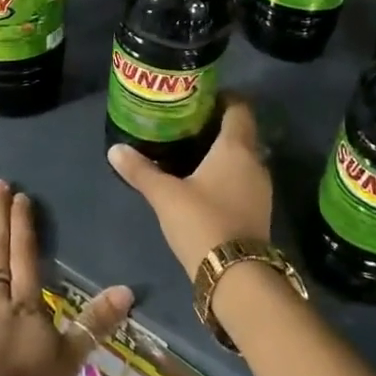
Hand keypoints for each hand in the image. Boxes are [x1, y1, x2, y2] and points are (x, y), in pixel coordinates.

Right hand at [108, 99, 271, 279]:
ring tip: (192, 153)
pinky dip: (228, 176)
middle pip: (241, 133)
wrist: (237, 277)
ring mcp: (261, 189)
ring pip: (243, 158)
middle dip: (217, 126)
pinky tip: (205, 184)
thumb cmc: (203, 222)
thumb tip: (114, 149)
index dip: (224, 98)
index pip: (239, 108)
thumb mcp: (165, 195)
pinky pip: (244, 180)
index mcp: (236, 148)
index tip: (201, 98)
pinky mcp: (259, 212)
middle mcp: (255, 162)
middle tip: (187, 124)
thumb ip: (141, 170)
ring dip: (223, 153)